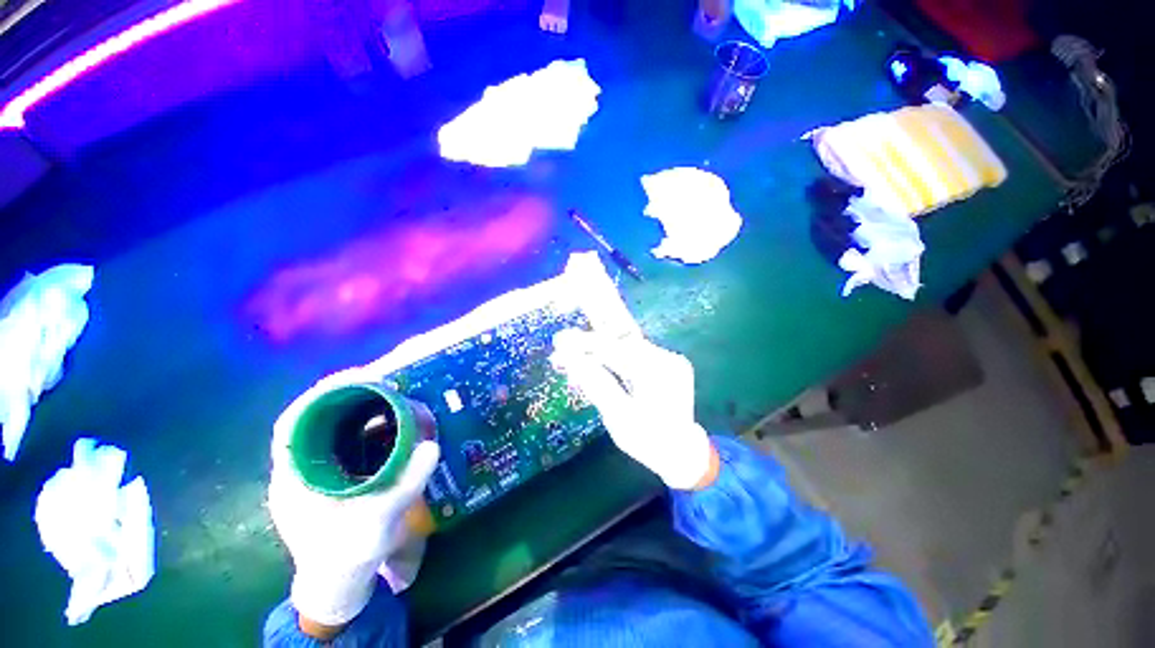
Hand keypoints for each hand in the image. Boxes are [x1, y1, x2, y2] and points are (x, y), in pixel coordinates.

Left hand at [268, 368, 440, 631]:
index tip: (359, 376)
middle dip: (349, 393)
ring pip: (332, 426)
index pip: (295, 422)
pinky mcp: (334, 472)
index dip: (322, 394)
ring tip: (392, 393)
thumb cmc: (348, 553)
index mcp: (295, 476)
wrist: (339, 579)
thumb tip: (433, 446)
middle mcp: (300, 466)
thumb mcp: (378, 521)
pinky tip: (391, 421)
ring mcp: (317, 469)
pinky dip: (368, 424)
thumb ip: (405, 485)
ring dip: (360, 406)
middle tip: (386, 380)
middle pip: (317, 417)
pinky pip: (348, 438)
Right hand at [551, 331, 715, 489]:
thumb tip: (572, 359)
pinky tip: (593, 359)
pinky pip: (632, 354)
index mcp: (659, 372)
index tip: (560, 342)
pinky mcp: (663, 363)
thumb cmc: (648, 441)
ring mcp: (667, 360)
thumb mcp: (620, 418)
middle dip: (591, 341)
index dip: (585, 344)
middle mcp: (666, 359)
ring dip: (598, 348)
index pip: (616, 348)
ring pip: (625, 346)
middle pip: (621, 341)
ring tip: (573, 350)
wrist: (680, 452)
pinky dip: (611, 356)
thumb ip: (597, 385)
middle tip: (563, 340)